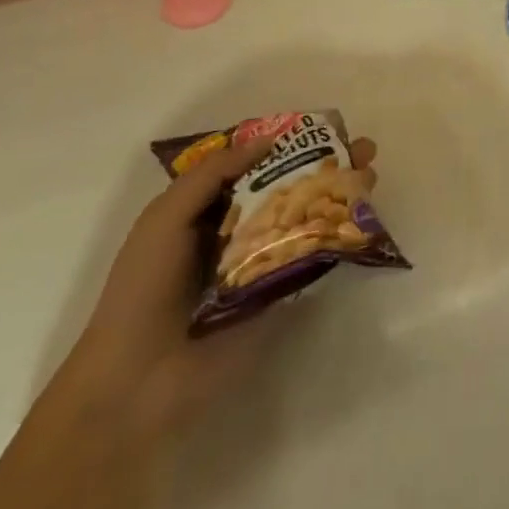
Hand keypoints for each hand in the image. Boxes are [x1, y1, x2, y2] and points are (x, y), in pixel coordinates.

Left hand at [63, 131, 376, 443]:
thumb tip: (269, 140)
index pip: (252, 164)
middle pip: (287, 185)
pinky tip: (362, 218)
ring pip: (304, 216)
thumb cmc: (144, 289)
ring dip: (338, 194)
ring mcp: (260, 261)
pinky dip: (335, 234)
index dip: (286, 143)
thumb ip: (212, 174)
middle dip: (324, 163)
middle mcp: (236, 229)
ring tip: (370, 175)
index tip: (322, 127)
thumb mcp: (165, 217)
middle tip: (362, 148)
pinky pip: (310, 256)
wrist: (138, 381)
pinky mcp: (278, 293)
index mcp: (205, 208)